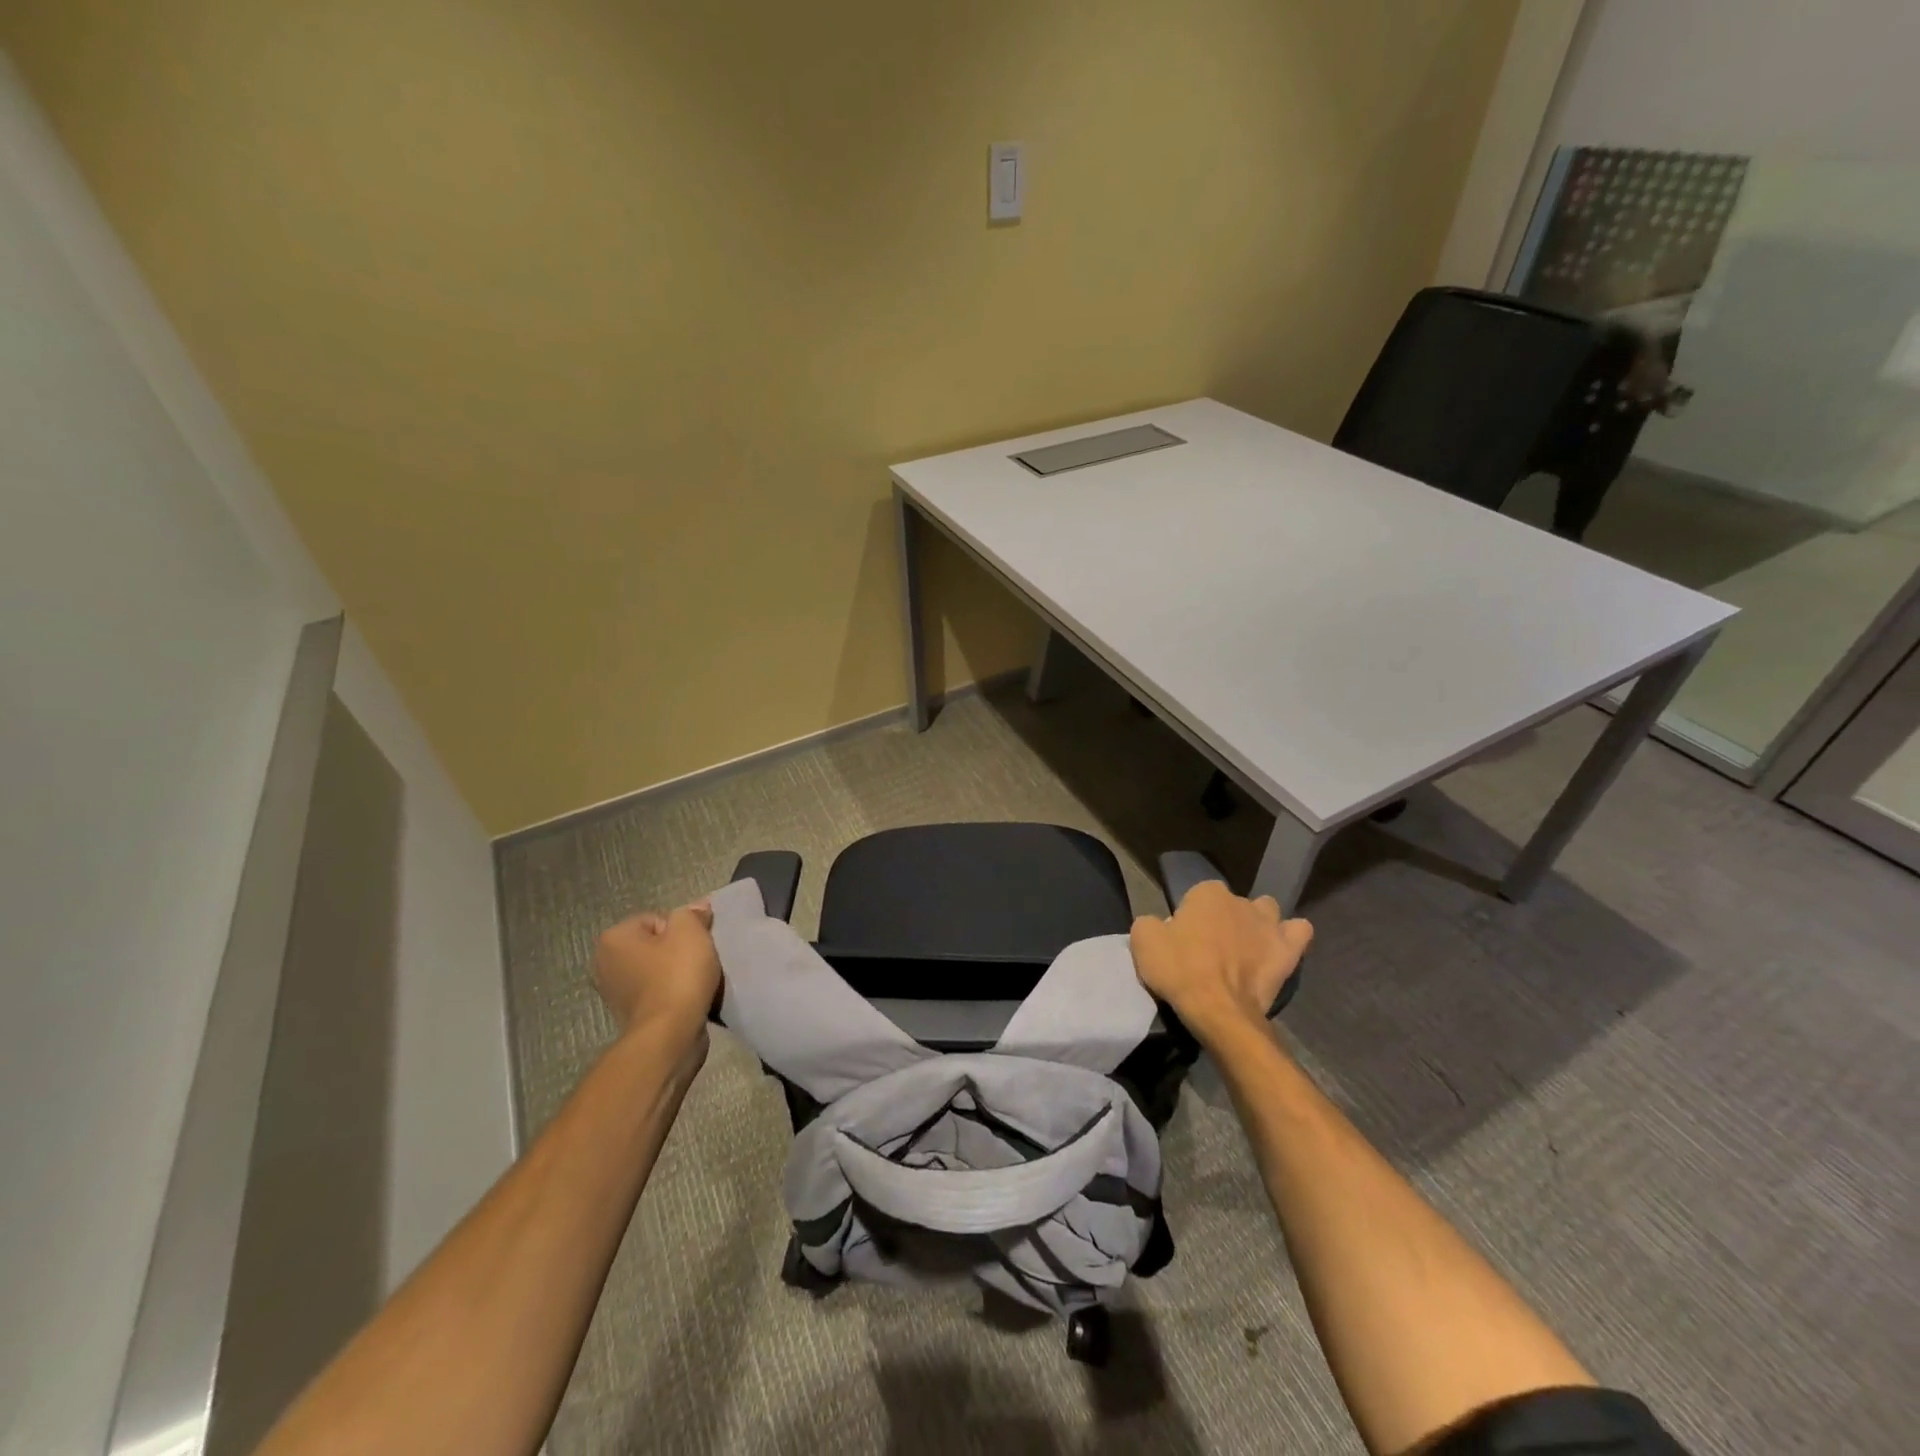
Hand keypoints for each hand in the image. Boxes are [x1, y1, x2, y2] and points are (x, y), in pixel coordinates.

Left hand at [593, 902, 721, 1048]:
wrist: (670, 1034)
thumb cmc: (677, 975)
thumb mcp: (690, 931)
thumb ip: (692, 914)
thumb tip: (697, 907)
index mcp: (613, 938)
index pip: (656, 919)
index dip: (680, 930)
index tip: (692, 946)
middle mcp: (604, 963)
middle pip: (654, 944)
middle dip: (676, 951)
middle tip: (696, 961)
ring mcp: (613, 992)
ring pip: (656, 969)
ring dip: (675, 973)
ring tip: (694, 982)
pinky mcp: (628, 1015)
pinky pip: (656, 992)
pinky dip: (671, 993)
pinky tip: (686, 998)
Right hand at [1129, 881, 1311, 1040]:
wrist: (1217, 1009)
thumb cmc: (1178, 970)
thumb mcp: (1143, 941)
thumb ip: (1150, 923)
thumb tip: (1161, 925)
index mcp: (1207, 893)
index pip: (1198, 895)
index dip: (1192, 916)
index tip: (1185, 938)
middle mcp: (1241, 901)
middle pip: (1232, 904)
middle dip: (1225, 919)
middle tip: (1211, 948)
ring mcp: (1269, 924)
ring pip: (1267, 911)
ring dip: (1258, 924)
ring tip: (1246, 948)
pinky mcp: (1289, 950)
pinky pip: (1299, 931)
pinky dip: (1291, 936)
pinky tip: (1280, 948)